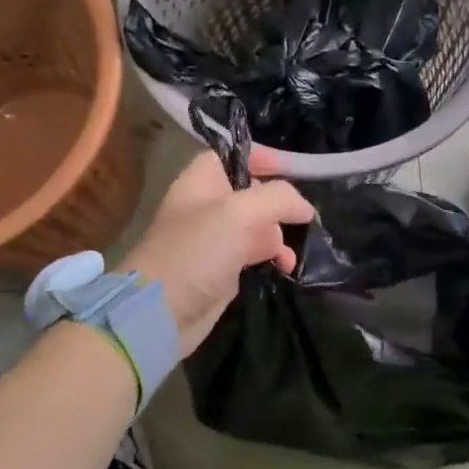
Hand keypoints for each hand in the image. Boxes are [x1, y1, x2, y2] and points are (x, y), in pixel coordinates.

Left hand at [121, 148, 314, 356]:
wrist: (162, 312)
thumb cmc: (197, 251)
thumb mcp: (240, 213)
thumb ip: (278, 199)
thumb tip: (305, 208)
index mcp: (202, 180)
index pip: (235, 155)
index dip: (264, 158)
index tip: (295, 172)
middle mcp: (208, 205)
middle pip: (253, 191)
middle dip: (280, 203)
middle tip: (300, 218)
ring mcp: (216, 238)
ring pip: (259, 225)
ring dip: (281, 235)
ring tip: (292, 253)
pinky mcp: (224, 269)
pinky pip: (257, 254)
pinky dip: (274, 258)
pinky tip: (286, 268)